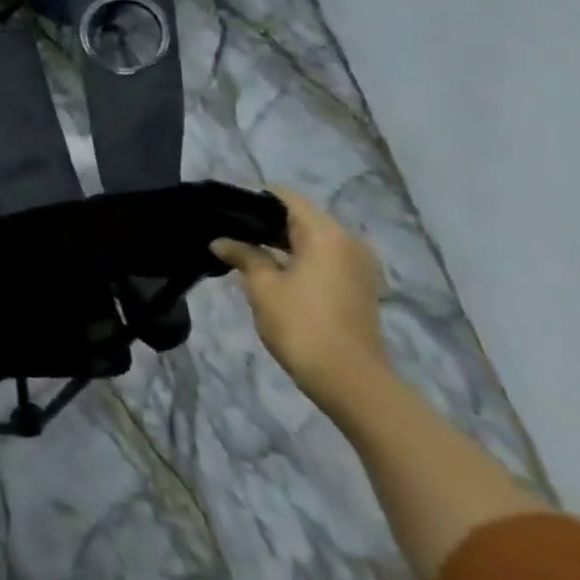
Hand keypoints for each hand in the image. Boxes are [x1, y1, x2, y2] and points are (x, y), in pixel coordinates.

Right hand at [212, 187, 391, 411]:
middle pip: (301, 218)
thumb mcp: (262, 286)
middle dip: (265, 222)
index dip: (253, 199)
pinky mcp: (358, 288)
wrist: (350, 381)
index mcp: (326, 234)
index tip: (225, 209)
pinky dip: (298, 259)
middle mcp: (347, 242)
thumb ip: (243, 254)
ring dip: (281, 243)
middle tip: (228, 232)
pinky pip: (323, 259)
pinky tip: (270, 272)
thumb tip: (221, 241)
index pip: (286, 198)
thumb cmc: (302, 324)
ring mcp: (357, 266)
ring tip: (244, 251)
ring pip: (312, 240)